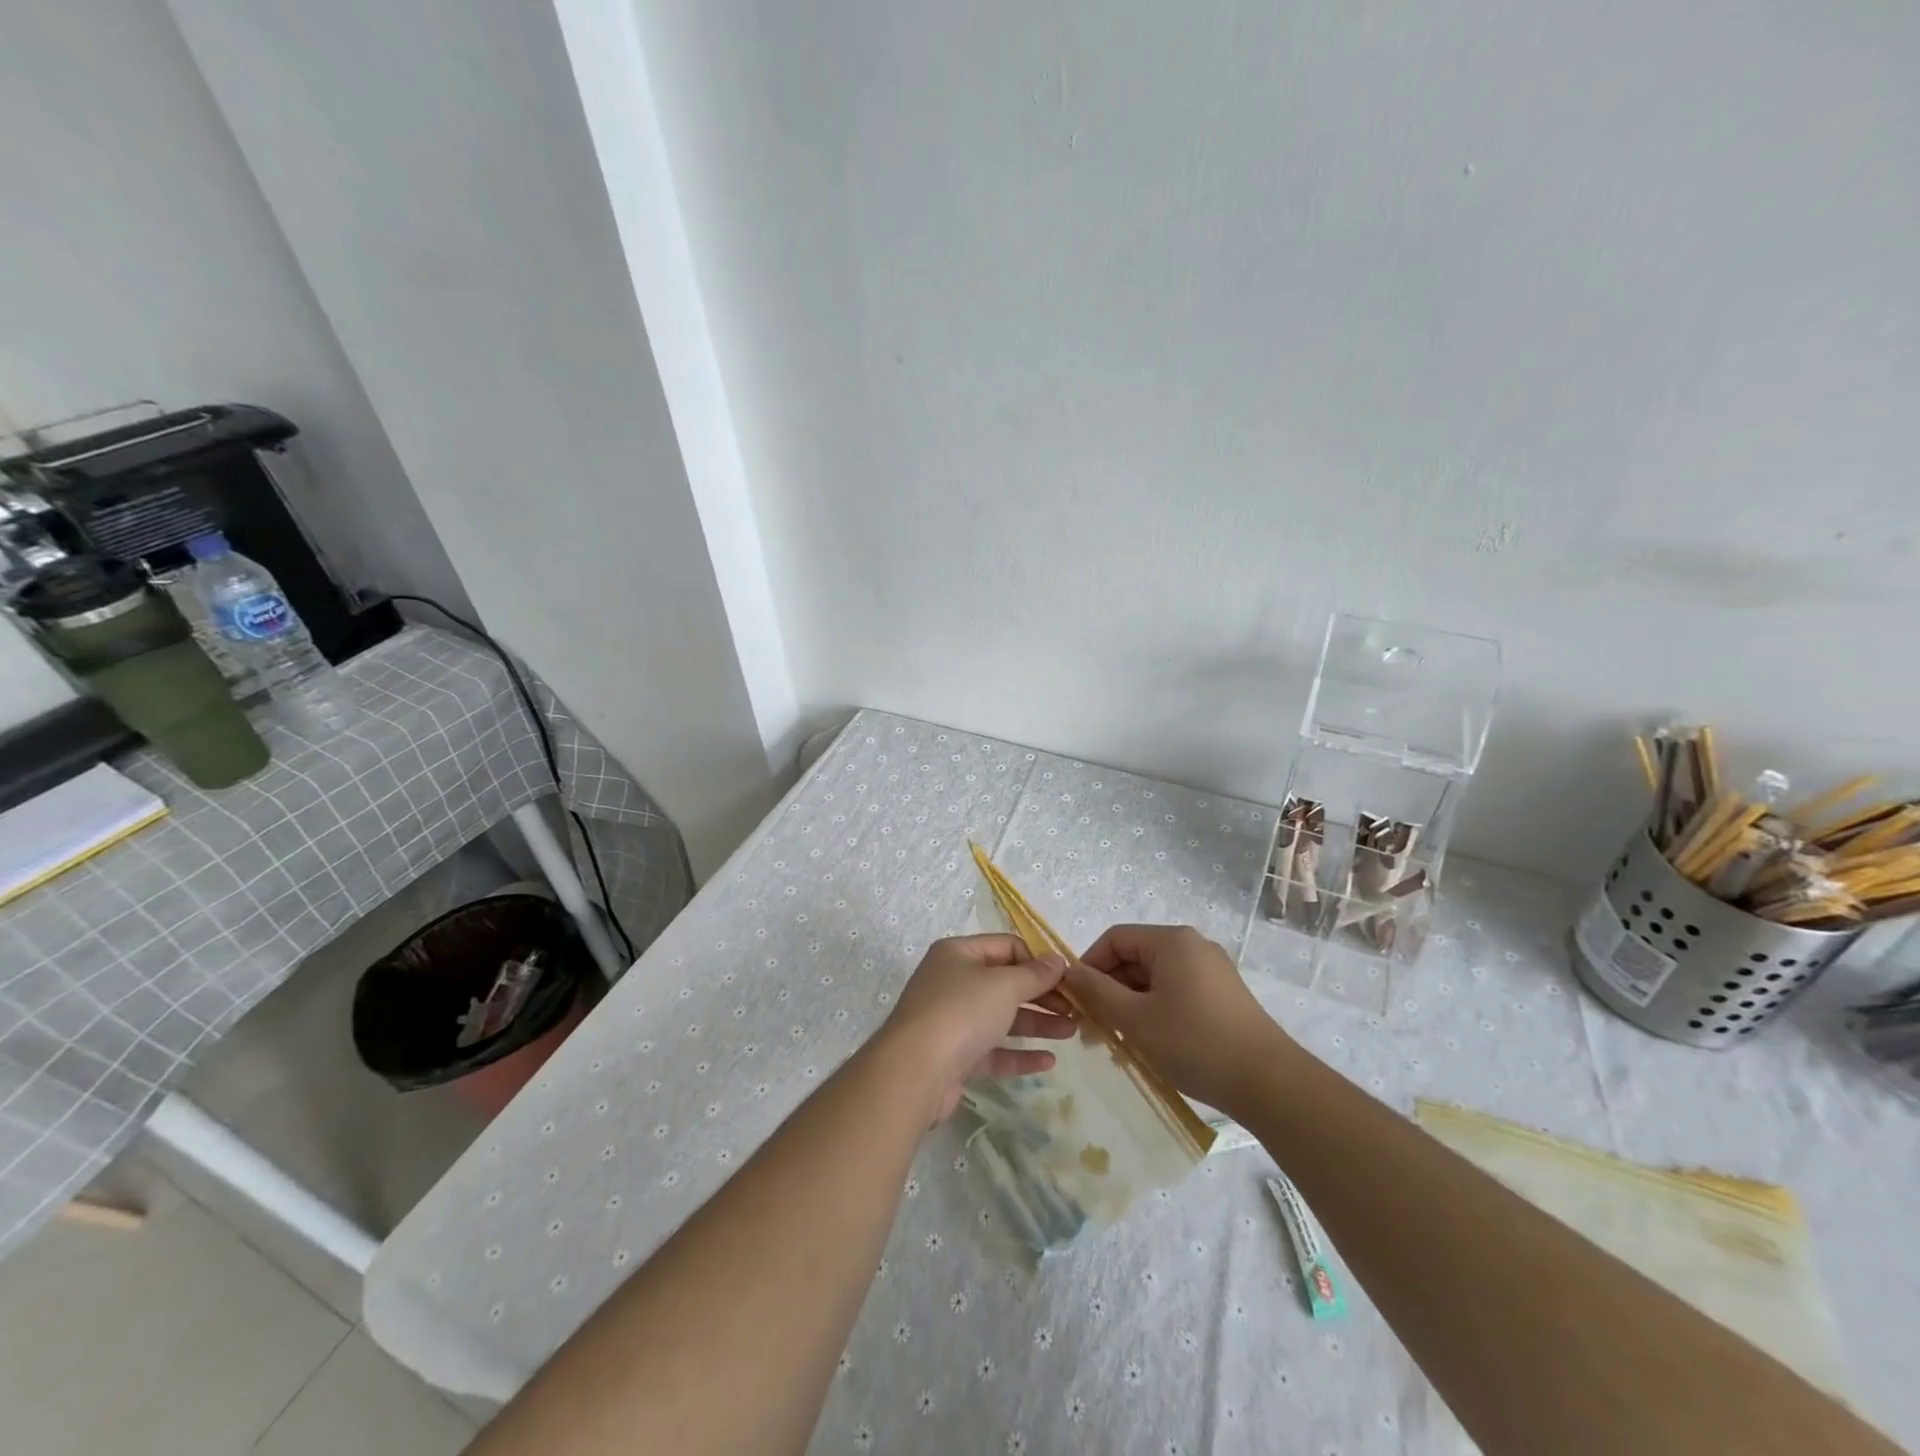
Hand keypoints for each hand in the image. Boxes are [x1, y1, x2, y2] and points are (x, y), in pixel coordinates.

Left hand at [879, 934, 1074, 1121]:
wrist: (914, 1073)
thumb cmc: (961, 1013)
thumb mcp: (1003, 986)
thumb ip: (1034, 974)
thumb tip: (1057, 960)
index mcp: (958, 954)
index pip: (1006, 947)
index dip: (1038, 961)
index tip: (1068, 979)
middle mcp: (952, 982)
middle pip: (1005, 983)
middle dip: (1042, 995)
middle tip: (1076, 1009)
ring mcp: (951, 1021)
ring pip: (1001, 1018)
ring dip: (1037, 1023)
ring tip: (1073, 1032)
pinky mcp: (954, 1057)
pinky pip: (993, 1051)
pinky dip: (1019, 1054)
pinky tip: (1048, 1062)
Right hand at [1065, 924, 1293, 1112]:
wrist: (1269, 1083)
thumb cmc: (1194, 1043)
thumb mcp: (1135, 1018)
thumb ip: (1096, 991)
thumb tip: (1068, 972)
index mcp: (1172, 940)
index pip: (1114, 939)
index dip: (1089, 966)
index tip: (1076, 1001)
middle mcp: (1193, 946)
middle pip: (1135, 958)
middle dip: (1109, 990)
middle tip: (1092, 1029)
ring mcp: (1212, 971)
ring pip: (1154, 979)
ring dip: (1130, 1005)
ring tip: (1117, 1043)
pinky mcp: (1223, 996)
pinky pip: (1176, 992)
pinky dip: (1155, 1012)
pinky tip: (1149, 1044)